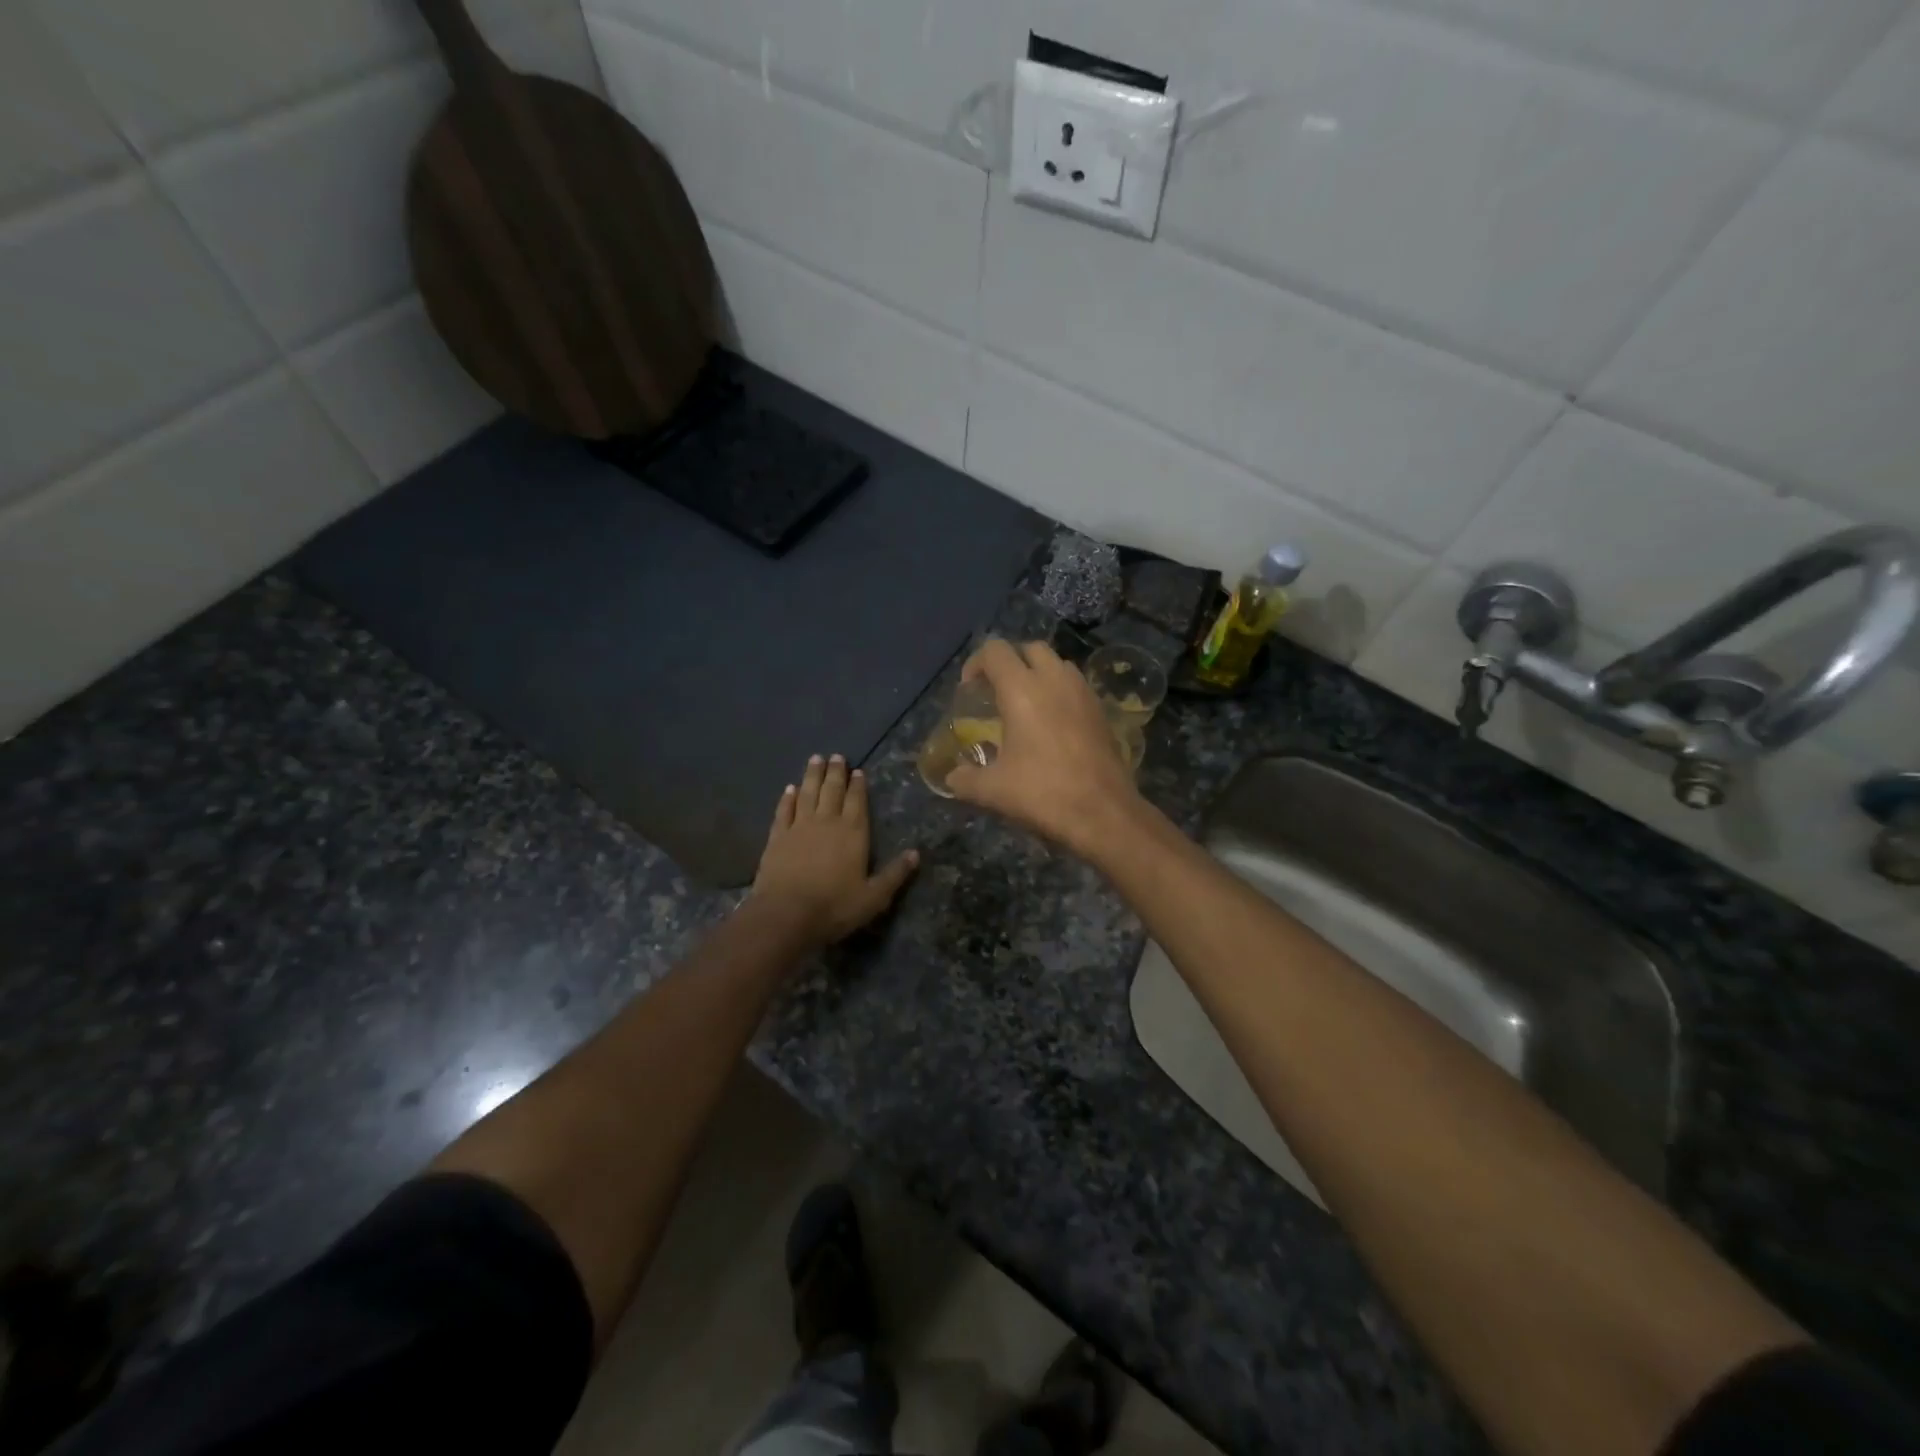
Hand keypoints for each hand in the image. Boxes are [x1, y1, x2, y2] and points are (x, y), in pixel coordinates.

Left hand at [753, 754, 919, 947]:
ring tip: (815, 759)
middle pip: (832, 790)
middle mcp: (827, 822)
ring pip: (807, 793)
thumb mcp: (874, 897)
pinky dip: (787, 798)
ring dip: (812, 776)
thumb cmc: (834, 906)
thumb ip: (894, 874)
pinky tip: (789, 789)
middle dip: (835, 773)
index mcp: (853, 832)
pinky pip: (784, 811)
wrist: (786, 914)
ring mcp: (799, 827)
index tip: (858, 770)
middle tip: (836, 756)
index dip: (858, 785)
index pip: (858, 801)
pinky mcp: (777, 837)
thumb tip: (916, 854)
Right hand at [945, 640, 1144, 853]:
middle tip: (997, 692)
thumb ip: (965, 779)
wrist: (1103, 812)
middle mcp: (1054, 680)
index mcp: (1021, 690)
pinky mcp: (1101, 709)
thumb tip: (952, 778)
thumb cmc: (1042, 793)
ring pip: (1057, 663)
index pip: (995, 651)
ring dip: (1037, 673)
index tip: (969, 690)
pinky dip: (1059, 691)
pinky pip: (1075, 685)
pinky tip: (1052, 724)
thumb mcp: (992, 790)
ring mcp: (1082, 692)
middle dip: (1009, 663)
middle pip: (1029, 648)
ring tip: (1026, 705)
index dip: (976, 663)